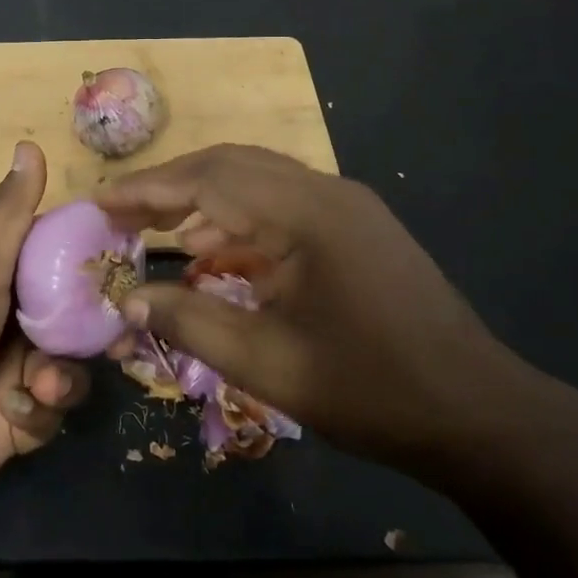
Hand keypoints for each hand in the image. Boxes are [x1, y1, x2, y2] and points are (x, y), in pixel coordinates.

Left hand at [0, 141, 88, 519]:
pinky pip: (51, 413)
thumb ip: (10, 214)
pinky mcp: (17, 423)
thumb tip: (30, 144)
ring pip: (69, 368)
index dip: (92, 263)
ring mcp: (13, 375)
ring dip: (61, 376)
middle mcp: (9, 325)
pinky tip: (12, 413)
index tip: (129, 266)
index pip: (58, 263)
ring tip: (43, 384)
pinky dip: (36, 411)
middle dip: (94, 330)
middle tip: (121, 336)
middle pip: (74, 320)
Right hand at [96, 145, 548, 481]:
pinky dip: (238, 217)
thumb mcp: (268, 363)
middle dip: (170, 184)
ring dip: (203, 197)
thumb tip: (126, 300)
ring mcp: (346, 204)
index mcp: (305, 214)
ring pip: (256, 179)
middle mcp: (325, 191)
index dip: (148, 189)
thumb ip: (190, 322)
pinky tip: (213, 249)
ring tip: (156, 229)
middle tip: (121, 210)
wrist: (478, 413)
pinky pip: (281, 203)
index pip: (208, 180)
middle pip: (230, 165)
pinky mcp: (355, 225)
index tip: (99, 201)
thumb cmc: (370, 390)